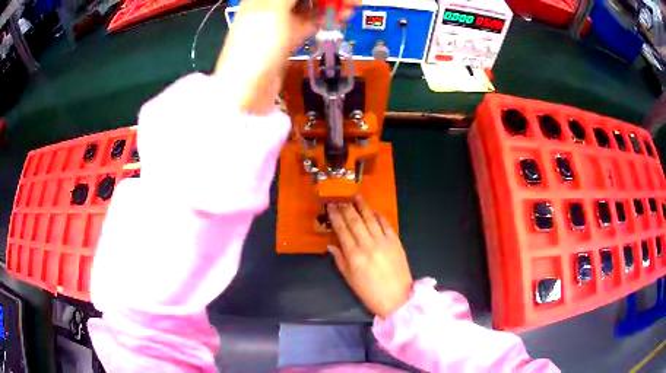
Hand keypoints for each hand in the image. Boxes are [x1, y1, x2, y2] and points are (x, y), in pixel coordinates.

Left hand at [215, 0, 359, 113]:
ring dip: (331, 5)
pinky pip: (311, 22)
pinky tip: (342, 18)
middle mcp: (272, 5)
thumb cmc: (256, 44)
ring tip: (351, 8)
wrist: (248, 89)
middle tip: (353, 1)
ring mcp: (282, 21)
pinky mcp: (290, 37)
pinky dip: (327, 18)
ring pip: (311, 6)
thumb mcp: (273, 9)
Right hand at [327, 198, 412, 318]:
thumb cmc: (369, 292)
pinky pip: (386, 225)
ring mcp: (383, 242)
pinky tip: (374, 211)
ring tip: (356, 197)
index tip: (330, 206)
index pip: (342, 230)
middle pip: (355, 221)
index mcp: (354, 255)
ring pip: (370, 219)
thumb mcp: (350, 279)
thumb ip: (340, 260)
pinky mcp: (396, 242)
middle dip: (346, 208)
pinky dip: (380, 217)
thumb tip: (331, 245)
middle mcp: (368, 244)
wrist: (397, 298)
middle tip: (340, 199)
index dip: (335, 216)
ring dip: (363, 207)